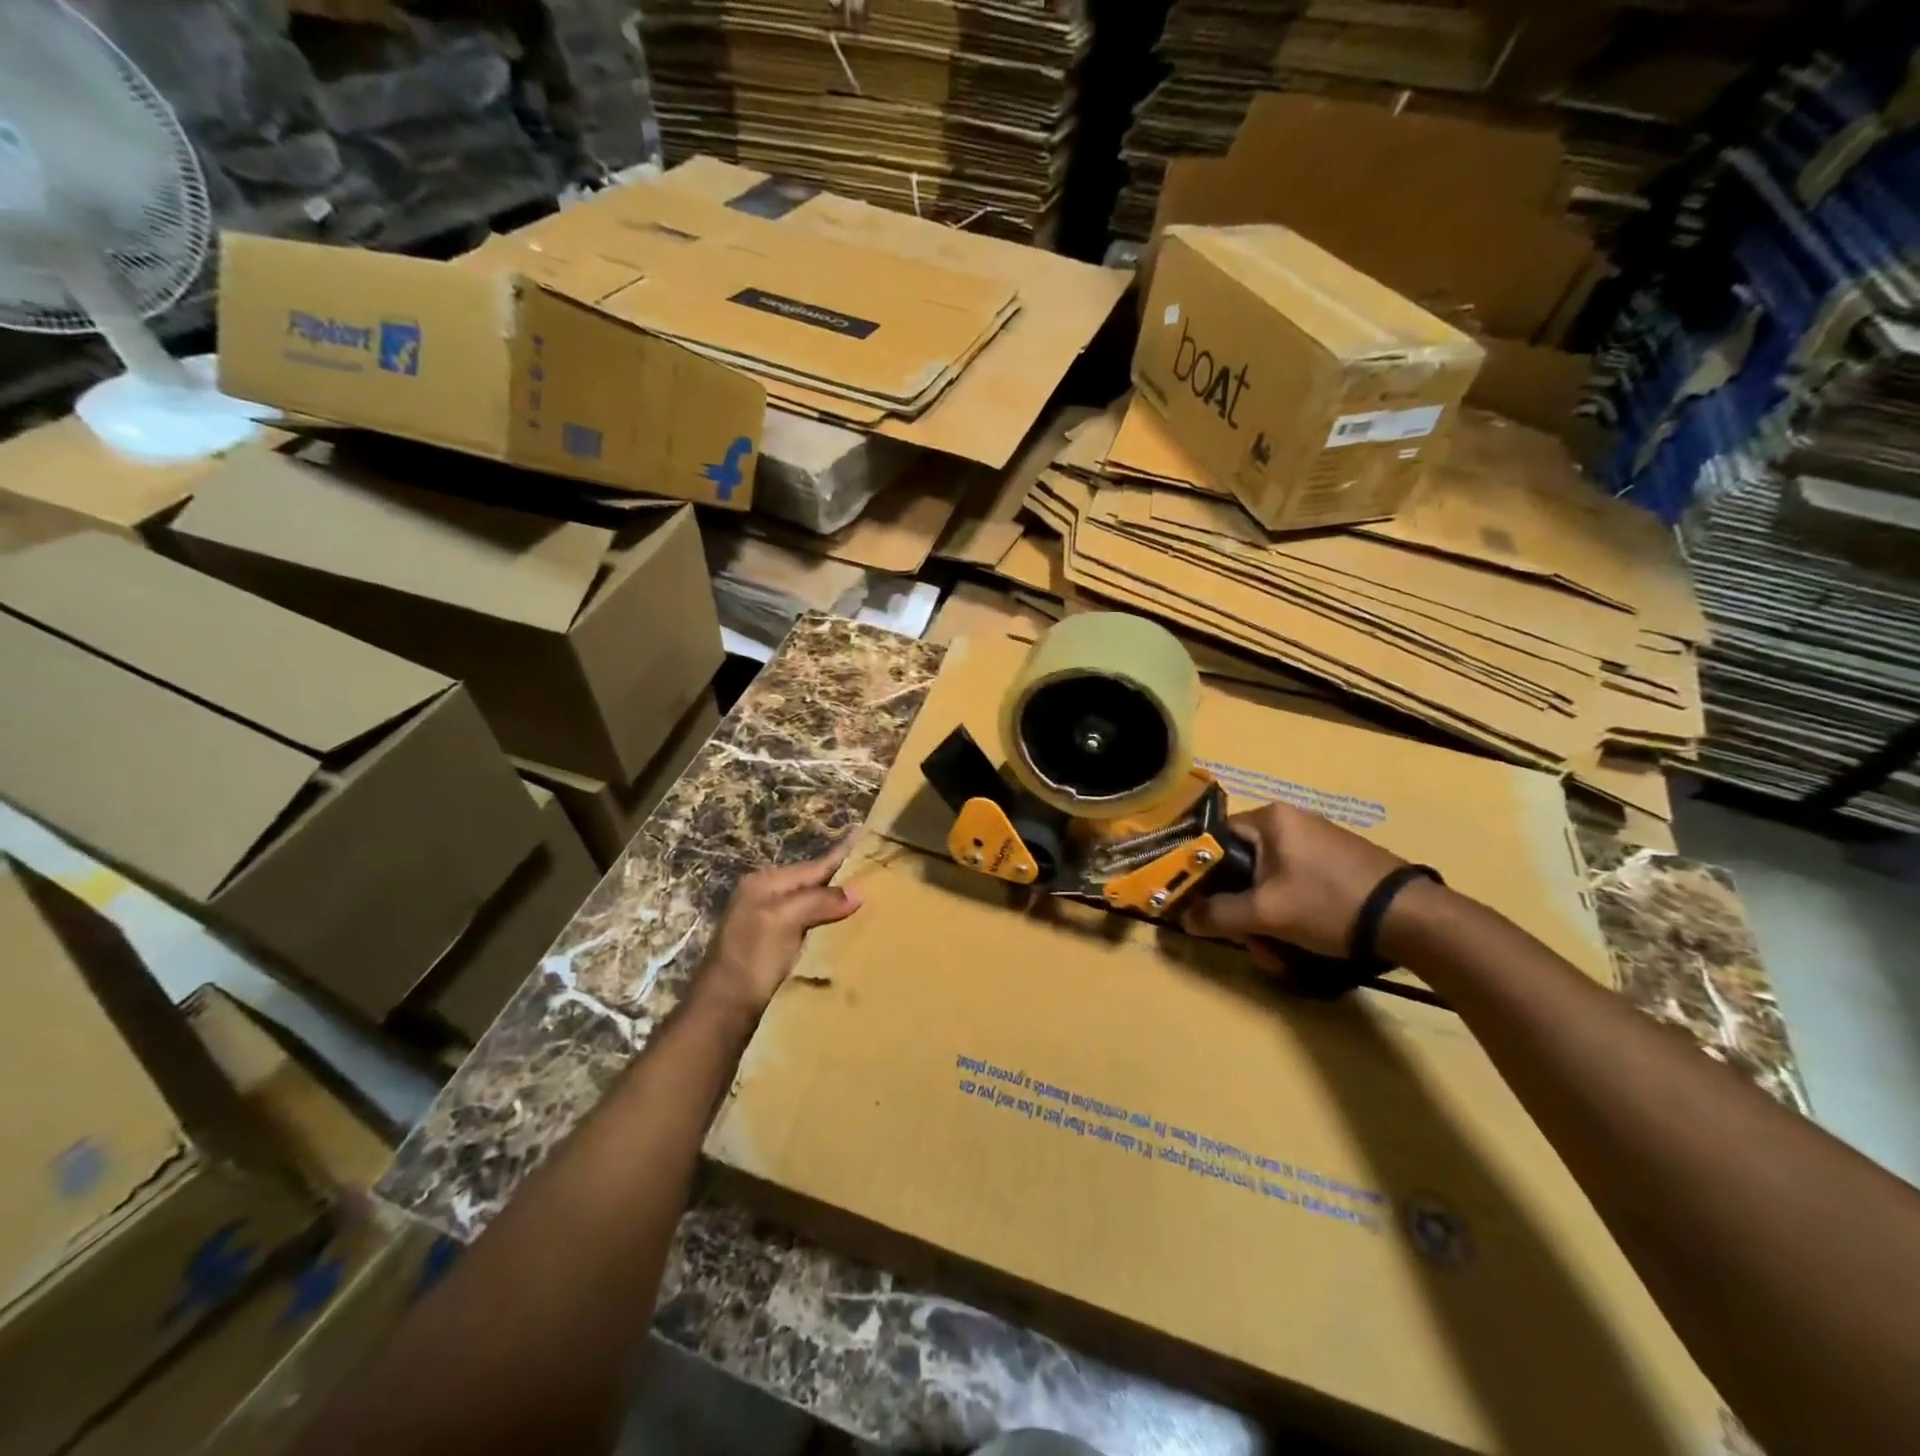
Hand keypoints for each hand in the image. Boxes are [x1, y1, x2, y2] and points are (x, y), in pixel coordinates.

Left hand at [694, 842, 862, 1019]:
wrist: (723, 1014)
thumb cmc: (751, 960)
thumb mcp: (782, 922)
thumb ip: (818, 901)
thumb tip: (858, 892)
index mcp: (765, 884)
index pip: (813, 866)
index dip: (842, 855)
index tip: (866, 835)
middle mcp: (767, 898)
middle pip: (815, 884)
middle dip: (844, 880)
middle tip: (880, 873)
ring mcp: (771, 925)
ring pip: (815, 907)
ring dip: (840, 905)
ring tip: (874, 900)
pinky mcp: (778, 951)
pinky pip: (813, 929)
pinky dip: (832, 927)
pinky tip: (851, 931)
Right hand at [1182, 802, 1405, 962]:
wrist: (1412, 919)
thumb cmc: (1329, 903)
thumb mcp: (1267, 913)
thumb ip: (1219, 914)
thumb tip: (1184, 919)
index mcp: (1271, 819)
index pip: (1215, 839)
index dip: (1202, 874)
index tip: (1201, 907)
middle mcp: (1291, 822)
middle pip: (1242, 865)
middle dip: (1240, 908)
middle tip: (1249, 940)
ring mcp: (1317, 842)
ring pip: (1268, 881)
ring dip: (1264, 918)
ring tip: (1278, 953)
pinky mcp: (1337, 863)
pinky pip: (1294, 885)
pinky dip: (1289, 913)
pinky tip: (1300, 942)